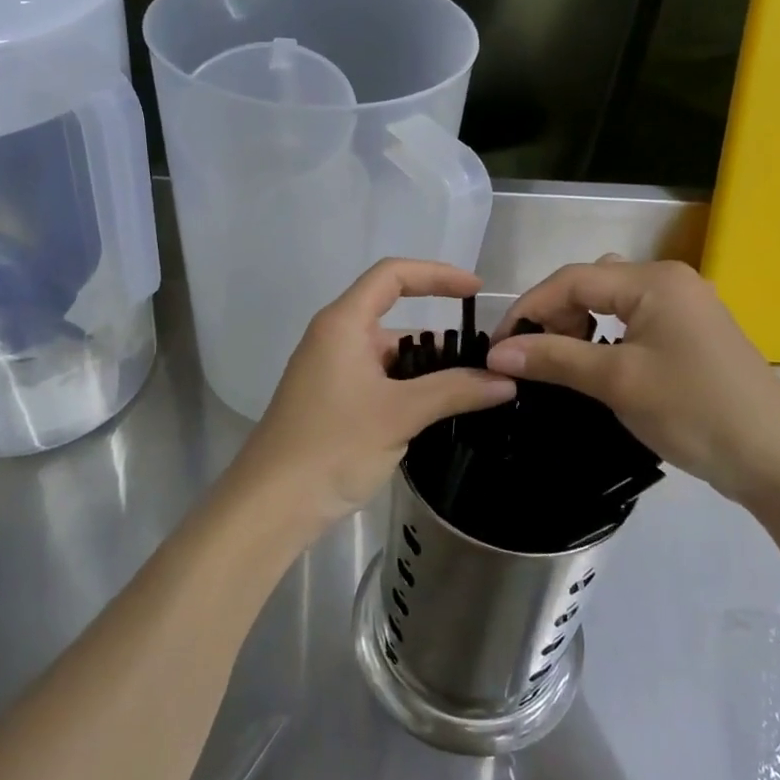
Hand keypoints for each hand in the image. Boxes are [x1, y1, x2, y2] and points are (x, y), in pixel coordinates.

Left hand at [228, 259, 516, 539]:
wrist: (273, 504)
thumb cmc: (333, 445)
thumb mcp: (400, 414)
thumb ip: (455, 391)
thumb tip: (506, 381)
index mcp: (343, 324)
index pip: (393, 275)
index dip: (437, 274)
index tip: (476, 291)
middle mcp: (334, 338)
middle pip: (393, 315)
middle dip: (438, 334)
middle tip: (484, 356)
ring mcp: (331, 371)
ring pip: (388, 355)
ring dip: (426, 367)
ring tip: (473, 387)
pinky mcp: (332, 402)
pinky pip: (378, 380)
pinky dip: (408, 388)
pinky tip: (439, 412)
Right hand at [486, 258, 779, 505]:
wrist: (777, 460)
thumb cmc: (693, 411)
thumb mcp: (617, 382)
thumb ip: (553, 358)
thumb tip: (496, 353)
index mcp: (653, 280)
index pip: (572, 280)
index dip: (528, 308)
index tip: (498, 347)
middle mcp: (670, 280)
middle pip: (591, 284)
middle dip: (554, 315)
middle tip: (532, 358)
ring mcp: (685, 306)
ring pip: (612, 302)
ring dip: (578, 325)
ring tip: (561, 362)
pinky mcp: (692, 334)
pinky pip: (634, 321)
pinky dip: (605, 336)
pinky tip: (597, 364)